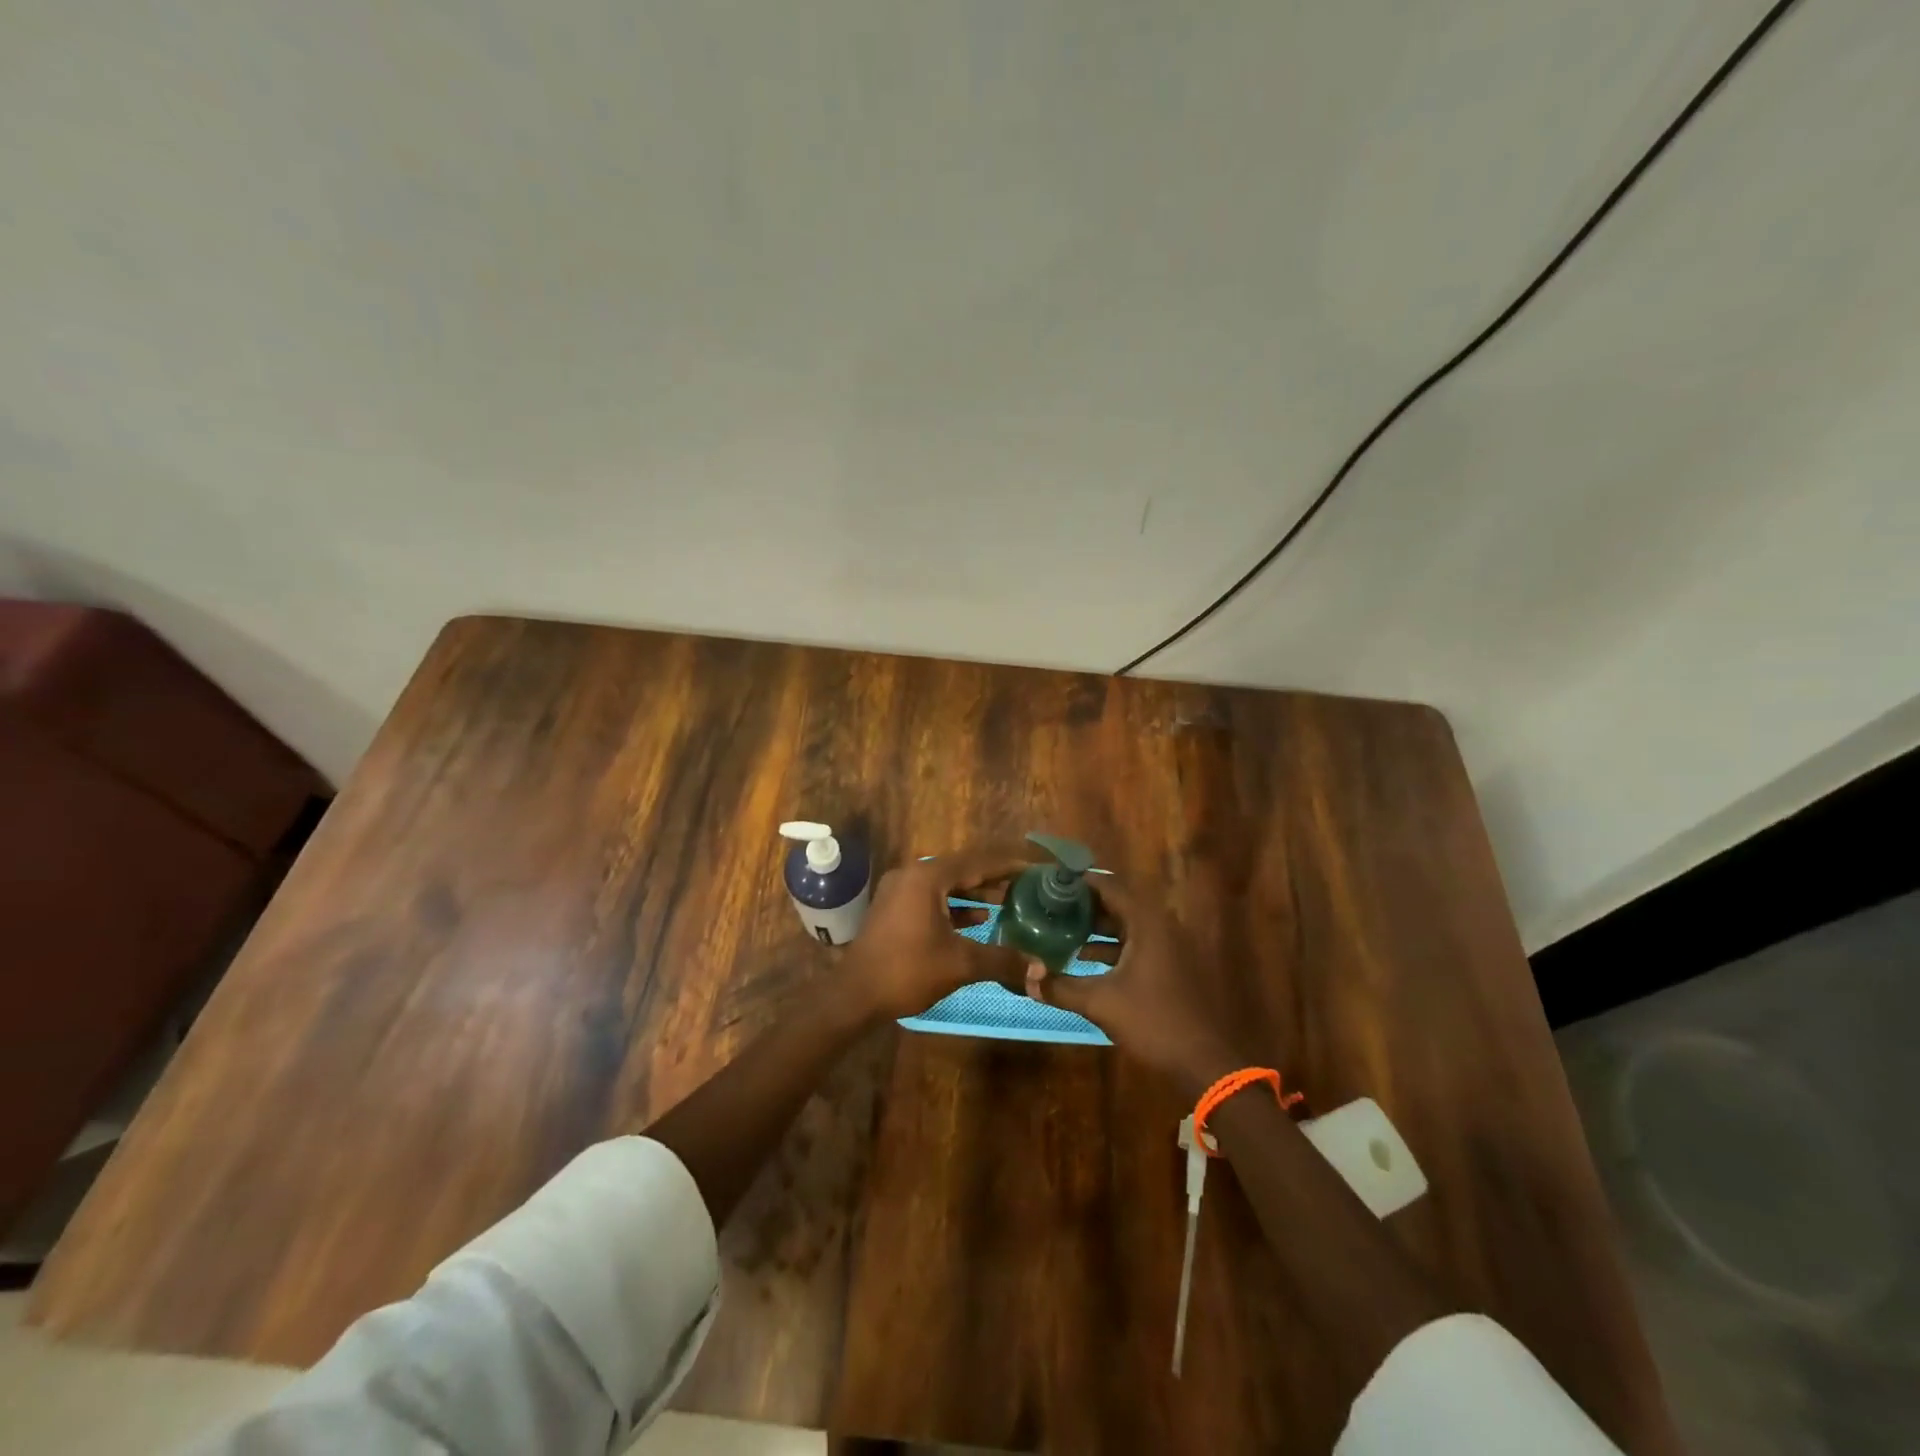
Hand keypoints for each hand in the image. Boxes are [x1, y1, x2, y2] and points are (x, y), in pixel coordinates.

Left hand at [845, 847, 1029, 1019]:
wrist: (855, 995)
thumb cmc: (907, 971)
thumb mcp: (960, 964)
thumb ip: (1002, 960)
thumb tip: (1041, 968)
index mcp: (928, 878)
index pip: (977, 862)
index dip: (1008, 865)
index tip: (1035, 868)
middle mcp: (912, 875)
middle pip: (962, 870)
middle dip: (994, 878)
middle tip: (1026, 885)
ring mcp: (900, 891)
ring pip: (947, 885)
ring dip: (976, 893)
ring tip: (1008, 902)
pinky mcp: (895, 908)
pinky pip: (933, 898)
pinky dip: (956, 906)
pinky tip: (979, 920)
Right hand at [1029, 873, 1239, 1095]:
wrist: (1204, 1062)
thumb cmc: (1153, 1022)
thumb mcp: (1100, 1003)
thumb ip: (1061, 988)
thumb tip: (1026, 979)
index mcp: (1147, 923)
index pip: (1109, 887)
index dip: (1079, 882)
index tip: (1051, 882)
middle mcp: (1161, 926)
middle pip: (1118, 903)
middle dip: (1084, 905)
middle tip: (1050, 906)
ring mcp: (1170, 947)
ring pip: (1127, 925)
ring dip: (1096, 927)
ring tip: (1060, 930)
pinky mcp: (1172, 966)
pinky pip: (1137, 943)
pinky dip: (1112, 946)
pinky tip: (1086, 960)